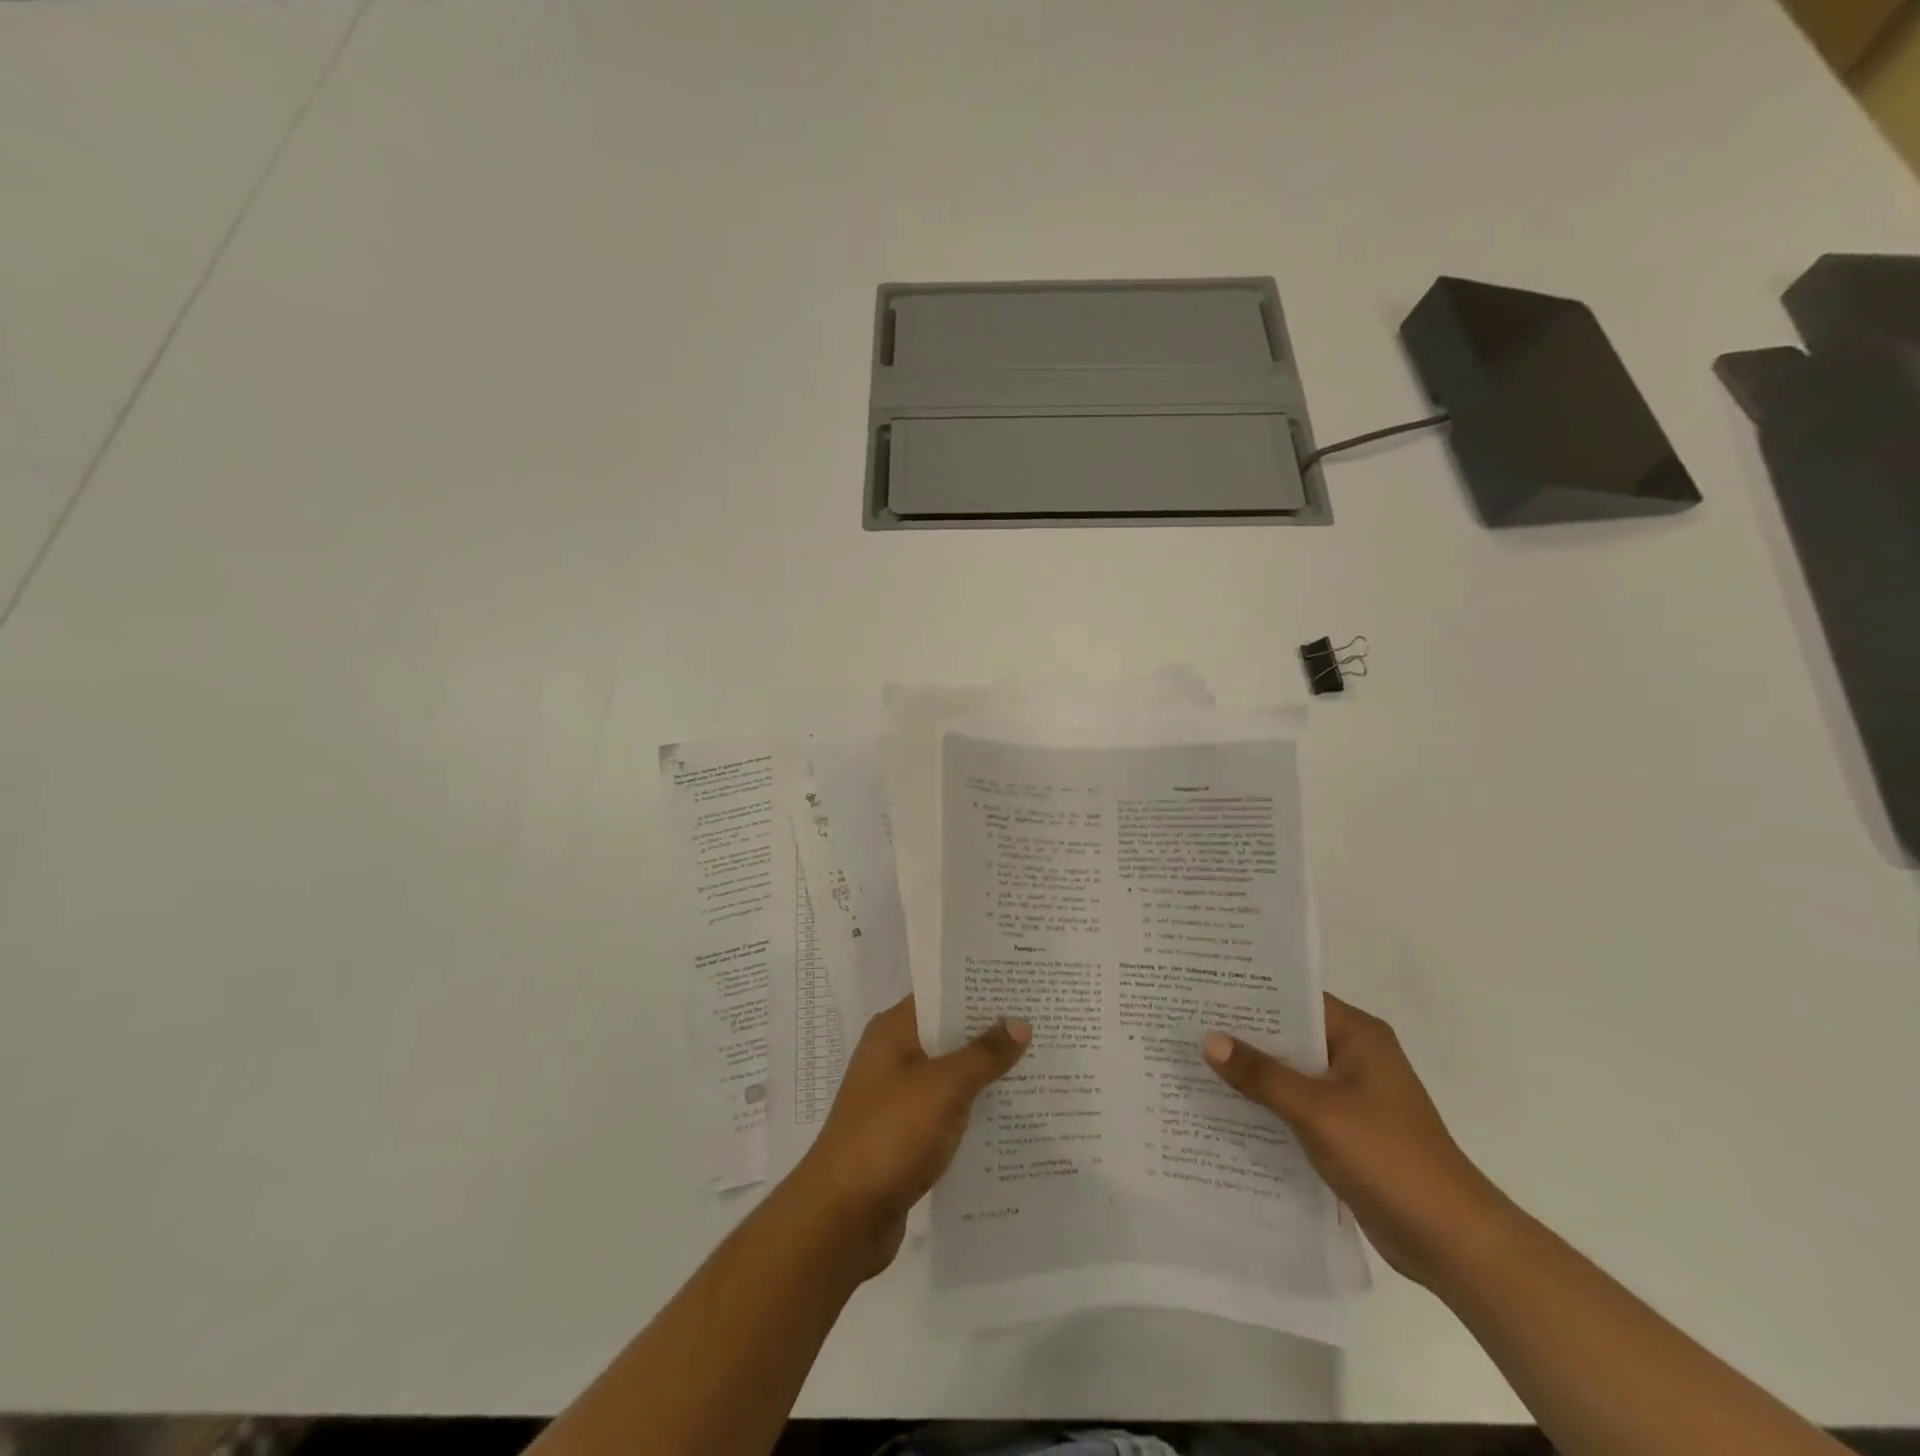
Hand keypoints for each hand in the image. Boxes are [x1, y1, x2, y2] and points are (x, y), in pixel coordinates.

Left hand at [794, 995, 1028, 1276]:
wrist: (843, 1218)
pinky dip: (974, 1111)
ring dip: (986, 1075)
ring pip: (951, 1076)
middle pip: (949, 1034)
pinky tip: (1012, 1117)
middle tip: (1043, 1022)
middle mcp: (893, 1057)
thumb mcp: (943, 1087)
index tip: (1022, 985)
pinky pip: (948, 1112)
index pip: (941, 994)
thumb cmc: (890, 1135)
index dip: (979, 988)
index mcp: (893, 1031)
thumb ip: (983, 1054)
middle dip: (991, 1032)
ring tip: (1040, 1066)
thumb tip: (1020, 1022)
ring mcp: (898, 1098)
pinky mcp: (906, 1136)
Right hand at [1204, 993, 1510, 1289]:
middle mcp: (1355, 1056)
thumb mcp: (1317, 1111)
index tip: (1201, 989)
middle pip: (1289, 1034)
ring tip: (1193, 1060)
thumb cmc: (1389, 1159)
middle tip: (1185, 1022)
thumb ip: (1262, 1074)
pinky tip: (1225, 1107)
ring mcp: (1351, 1095)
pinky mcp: (1346, 1129)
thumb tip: (1209, 1039)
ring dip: (1252, 1072)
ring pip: (1290, 1071)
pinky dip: (1267, 1104)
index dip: (1249, 993)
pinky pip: (1296, 1104)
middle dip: (1242, 1033)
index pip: (1295, 998)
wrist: (1452, 1242)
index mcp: (1358, 1035)